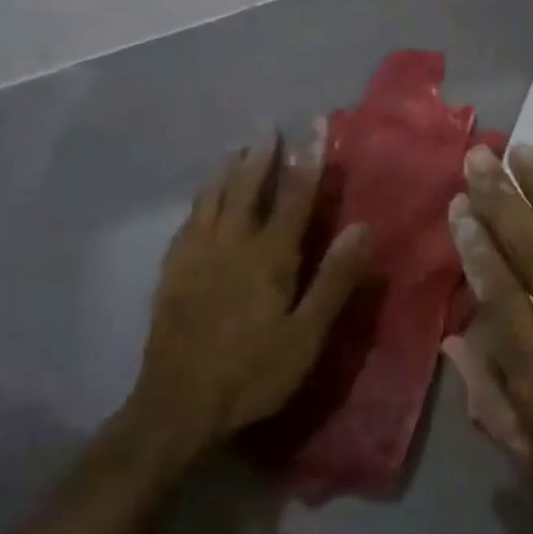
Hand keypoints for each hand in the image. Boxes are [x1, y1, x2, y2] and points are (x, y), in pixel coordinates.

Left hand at [128, 135, 368, 458]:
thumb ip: (335, 279)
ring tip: (234, 149)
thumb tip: (361, 227)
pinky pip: (187, 224)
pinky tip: (199, 202)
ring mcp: (196, 257)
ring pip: (211, 201)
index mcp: (269, 257)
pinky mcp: (171, 274)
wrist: (178, 405)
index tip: (314, 129)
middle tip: (266, 128)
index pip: (294, 198)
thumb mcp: (307, 334)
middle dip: (260, 158)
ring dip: (225, 172)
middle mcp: (231, 245)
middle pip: (246, 190)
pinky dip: (198, 203)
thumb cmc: (254, 372)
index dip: (307, 163)